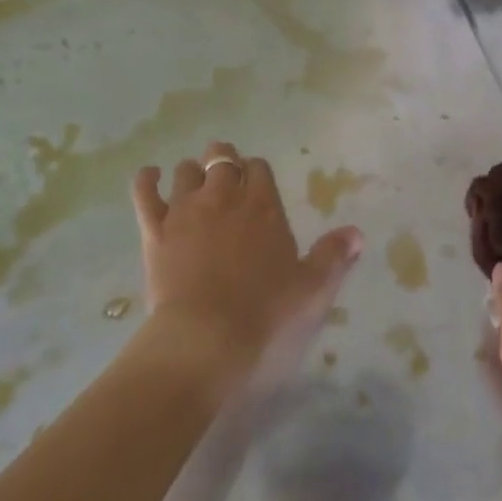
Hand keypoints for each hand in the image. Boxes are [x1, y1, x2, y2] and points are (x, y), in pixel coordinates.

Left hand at [131, 141, 362, 383]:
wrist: (204, 341)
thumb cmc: (266, 316)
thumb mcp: (313, 290)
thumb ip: (333, 256)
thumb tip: (356, 233)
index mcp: (264, 206)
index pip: (260, 168)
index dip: (257, 172)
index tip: (257, 185)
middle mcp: (224, 197)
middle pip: (221, 159)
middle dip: (224, 161)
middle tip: (227, 178)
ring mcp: (185, 211)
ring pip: (186, 170)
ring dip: (192, 172)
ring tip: (195, 184)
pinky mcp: (155, 231)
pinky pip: (145, 192)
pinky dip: (147, 179)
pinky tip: (150, 177)